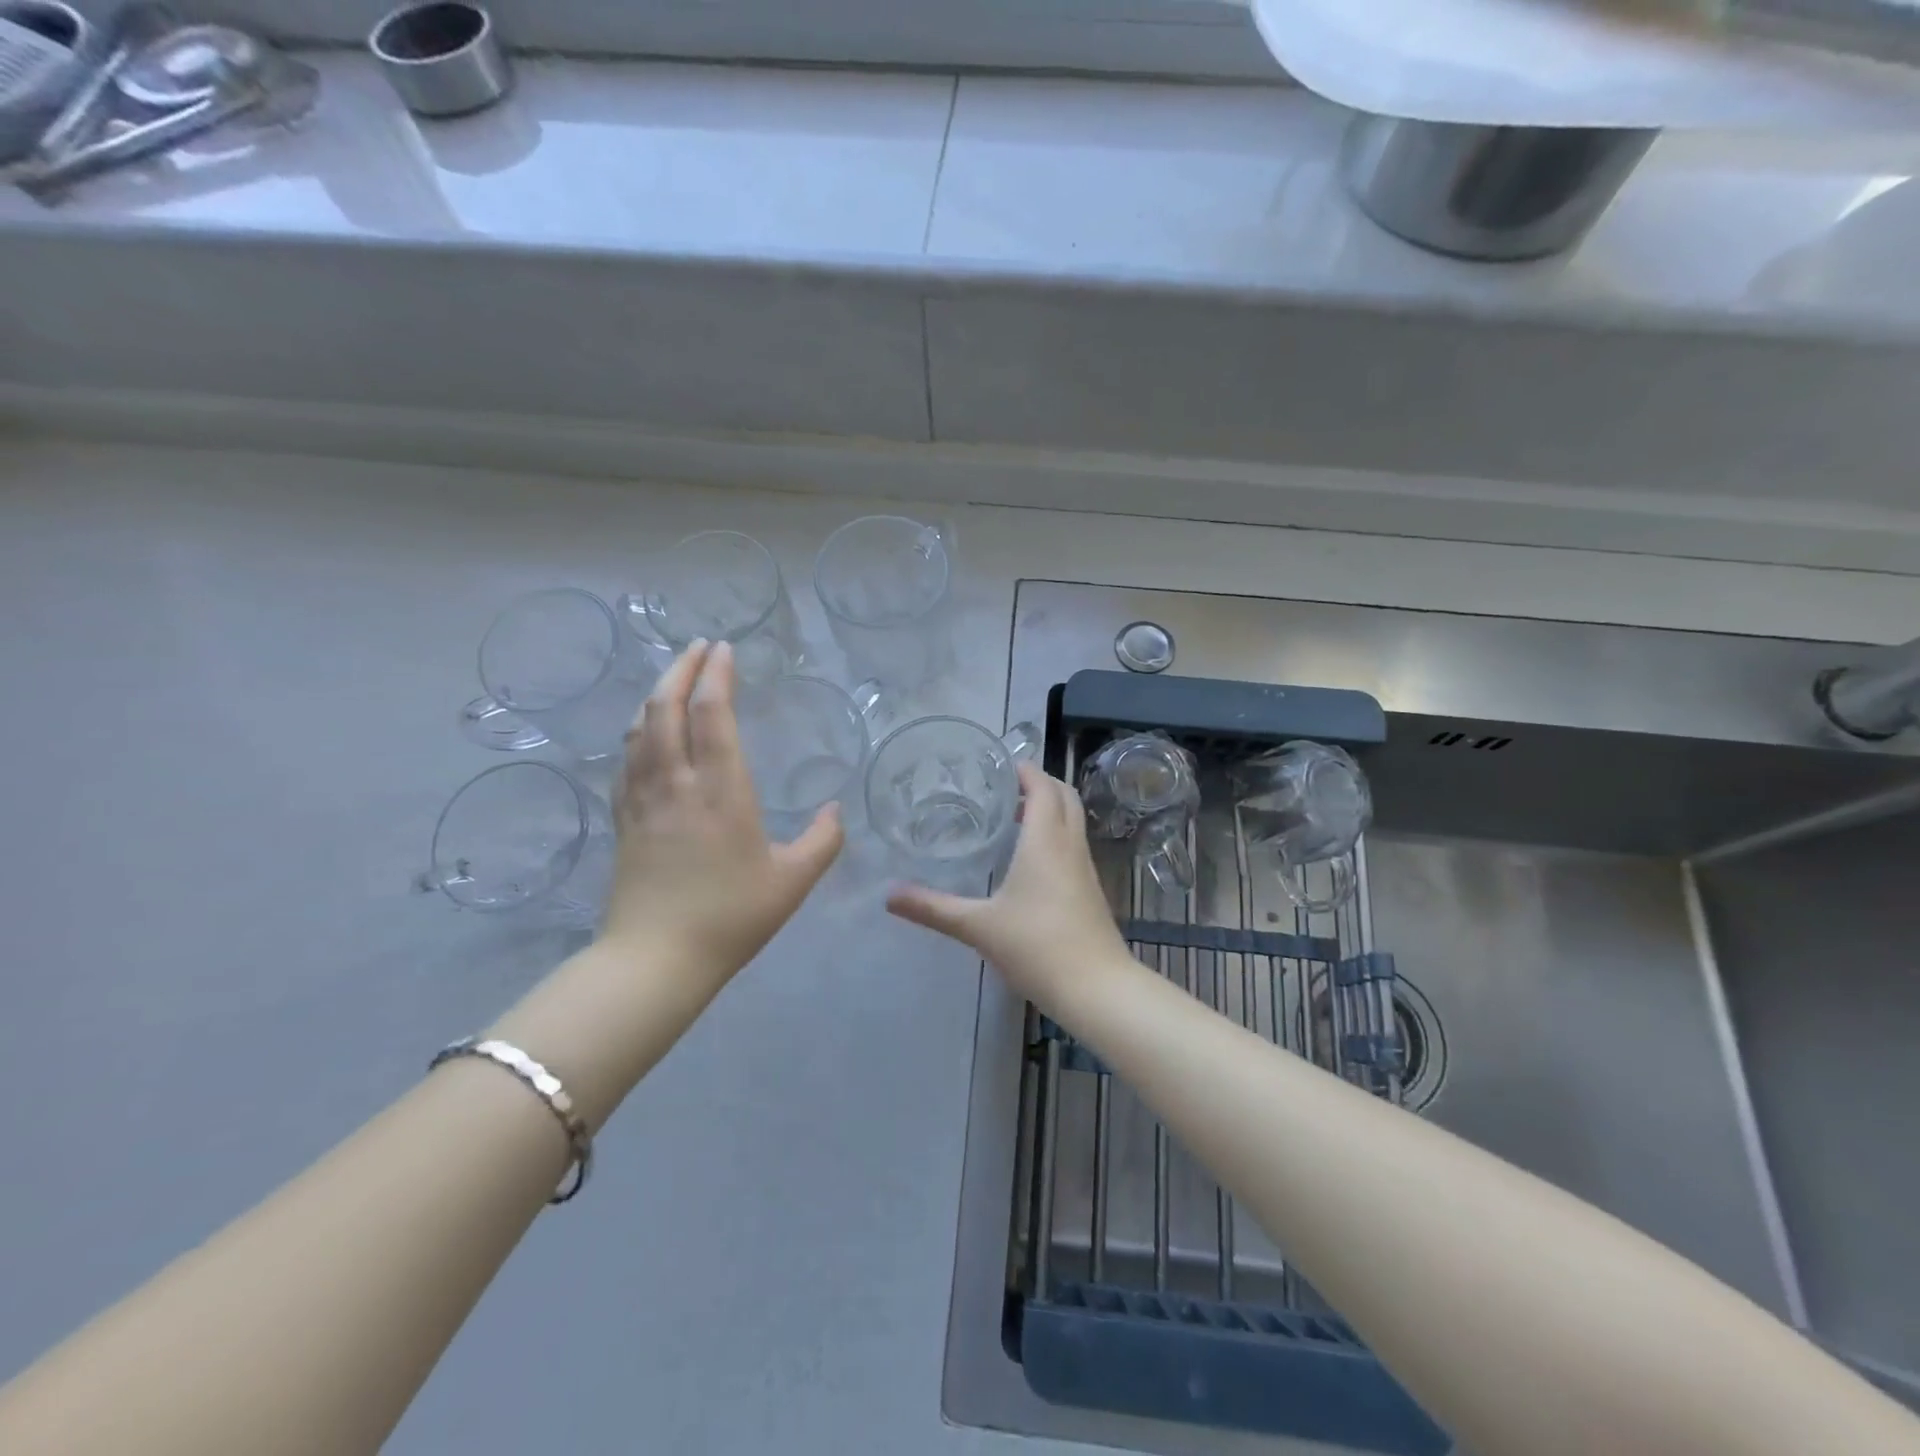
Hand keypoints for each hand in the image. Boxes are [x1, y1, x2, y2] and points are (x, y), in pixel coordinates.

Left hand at [601, 640, 843, 980]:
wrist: (656, 959)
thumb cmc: (731, 916)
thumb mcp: (793, 881)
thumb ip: (823, 841)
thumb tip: (835, 809)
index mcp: (721, 790)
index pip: (713, 714)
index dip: (718, 675)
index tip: (725, 649)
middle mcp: (677, 783)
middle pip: (666, 708)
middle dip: (681, 669)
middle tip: (698, 647)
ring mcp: (643, 799)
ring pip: (640, 729)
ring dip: (656, 694)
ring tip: (673, 679)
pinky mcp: (624, 819)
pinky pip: (625, 760)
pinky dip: (637, 732)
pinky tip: (643, 733)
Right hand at [886, 762, 1129, 1006]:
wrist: (1096, 988)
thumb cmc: (1037, 946)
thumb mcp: (978, 926)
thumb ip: (933, 908)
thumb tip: (889, 895)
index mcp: (1045, 841)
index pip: (1042, 787)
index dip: (1025, 770)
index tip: (999, 764)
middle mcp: (1069, 845)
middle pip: (1064, 796)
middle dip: (1039, 784)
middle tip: (1004, 788)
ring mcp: (1085, 867)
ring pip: (1072, 820)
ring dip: (1049, 808)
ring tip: (1012, 816)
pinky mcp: (1091, 889)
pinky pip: (1073, 844)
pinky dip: (1055, 833)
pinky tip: (1030, 859)